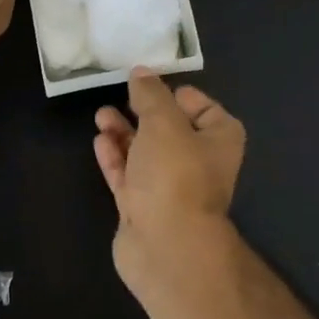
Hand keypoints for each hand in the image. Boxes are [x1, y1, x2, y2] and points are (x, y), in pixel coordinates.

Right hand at [94, 69, 245, 295]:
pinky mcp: (143, 207)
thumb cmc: (175, 174)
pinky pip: (128, 175)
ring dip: (124, 132)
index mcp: (218, 141)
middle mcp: (197, 163)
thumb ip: (150, 95)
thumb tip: (141, 73)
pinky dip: (115, 157)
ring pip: (145, 152)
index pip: (206, 110)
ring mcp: (169, 188)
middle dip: (144, 112)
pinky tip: (99, 140)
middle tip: (120, 95)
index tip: (152, 84)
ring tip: (101, 115)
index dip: (180, 95)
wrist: (166, 245)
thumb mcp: (163, 122)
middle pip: (170, 130)